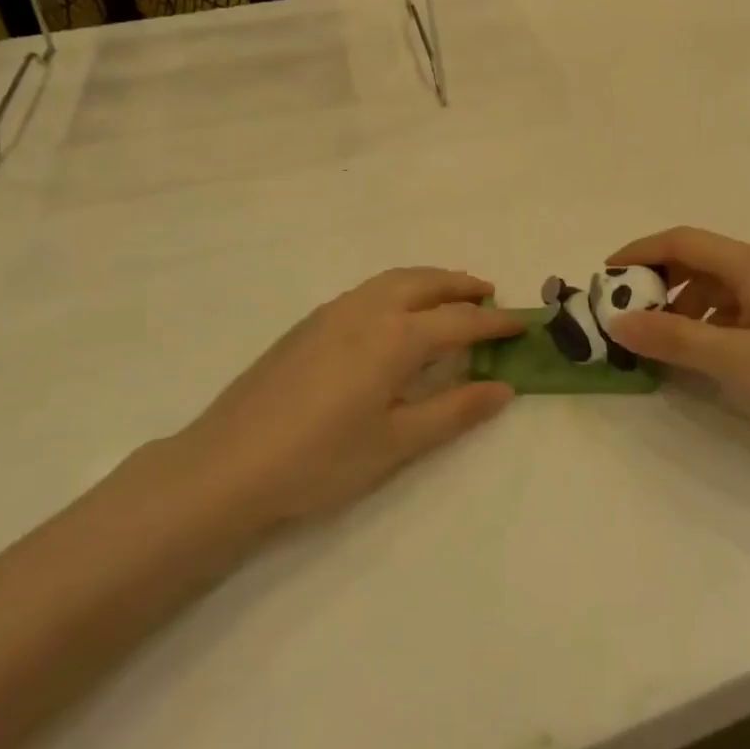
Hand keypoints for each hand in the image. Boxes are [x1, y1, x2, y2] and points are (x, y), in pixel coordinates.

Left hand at [175, 268, 521, 526]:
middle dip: (461, 285)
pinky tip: (394, 315)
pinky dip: (397, 288)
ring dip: (429, 281)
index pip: (460, 321)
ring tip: (449, 295)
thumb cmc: (321, 461)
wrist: (226, 468)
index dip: (495, 322)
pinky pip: (368, 290)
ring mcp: (333, 312)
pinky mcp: (308, 324)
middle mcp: (368, 310)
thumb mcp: (397, 443)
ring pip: (393, 280)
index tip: (522, 323)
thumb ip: (454, 411)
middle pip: (426, 283)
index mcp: (396, 337)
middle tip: (489, 294)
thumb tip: (504, 388)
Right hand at [604, 228, 749, 461]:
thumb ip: (676, 339)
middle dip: (660, 279)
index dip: (639, 252)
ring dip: (686, 301)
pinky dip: (714, 316)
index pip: (683, 241)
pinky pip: (744, 300)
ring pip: (722, 281)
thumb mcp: (739, 362)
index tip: (606, 276)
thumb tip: (620, 320)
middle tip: (629, 313)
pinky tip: (707, 349)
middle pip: (702, 257)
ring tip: (663, 338)